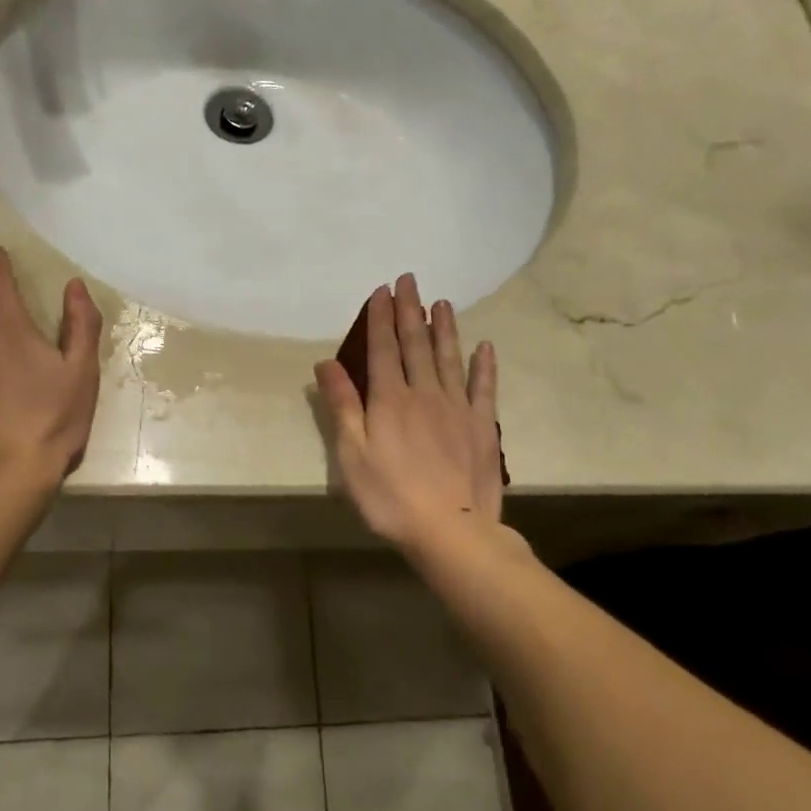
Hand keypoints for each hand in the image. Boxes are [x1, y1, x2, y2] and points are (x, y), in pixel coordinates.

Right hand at [314, 274, 503, 554]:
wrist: (451, 530)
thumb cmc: (390, 496)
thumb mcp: (352, 454)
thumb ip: (341, 405)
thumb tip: (325, 362)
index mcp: (390, 399)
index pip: (383, 348)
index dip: (381, 318)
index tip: (382, 290)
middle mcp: (424, 393)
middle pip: (416, 344)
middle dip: (410, 310)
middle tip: (409, 280)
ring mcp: (457, 408)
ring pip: (448, 358)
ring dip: (444, 328)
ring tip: (442, 302)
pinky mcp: (481, 427)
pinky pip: (483, 388)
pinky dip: (483, 366)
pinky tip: (484, 347)